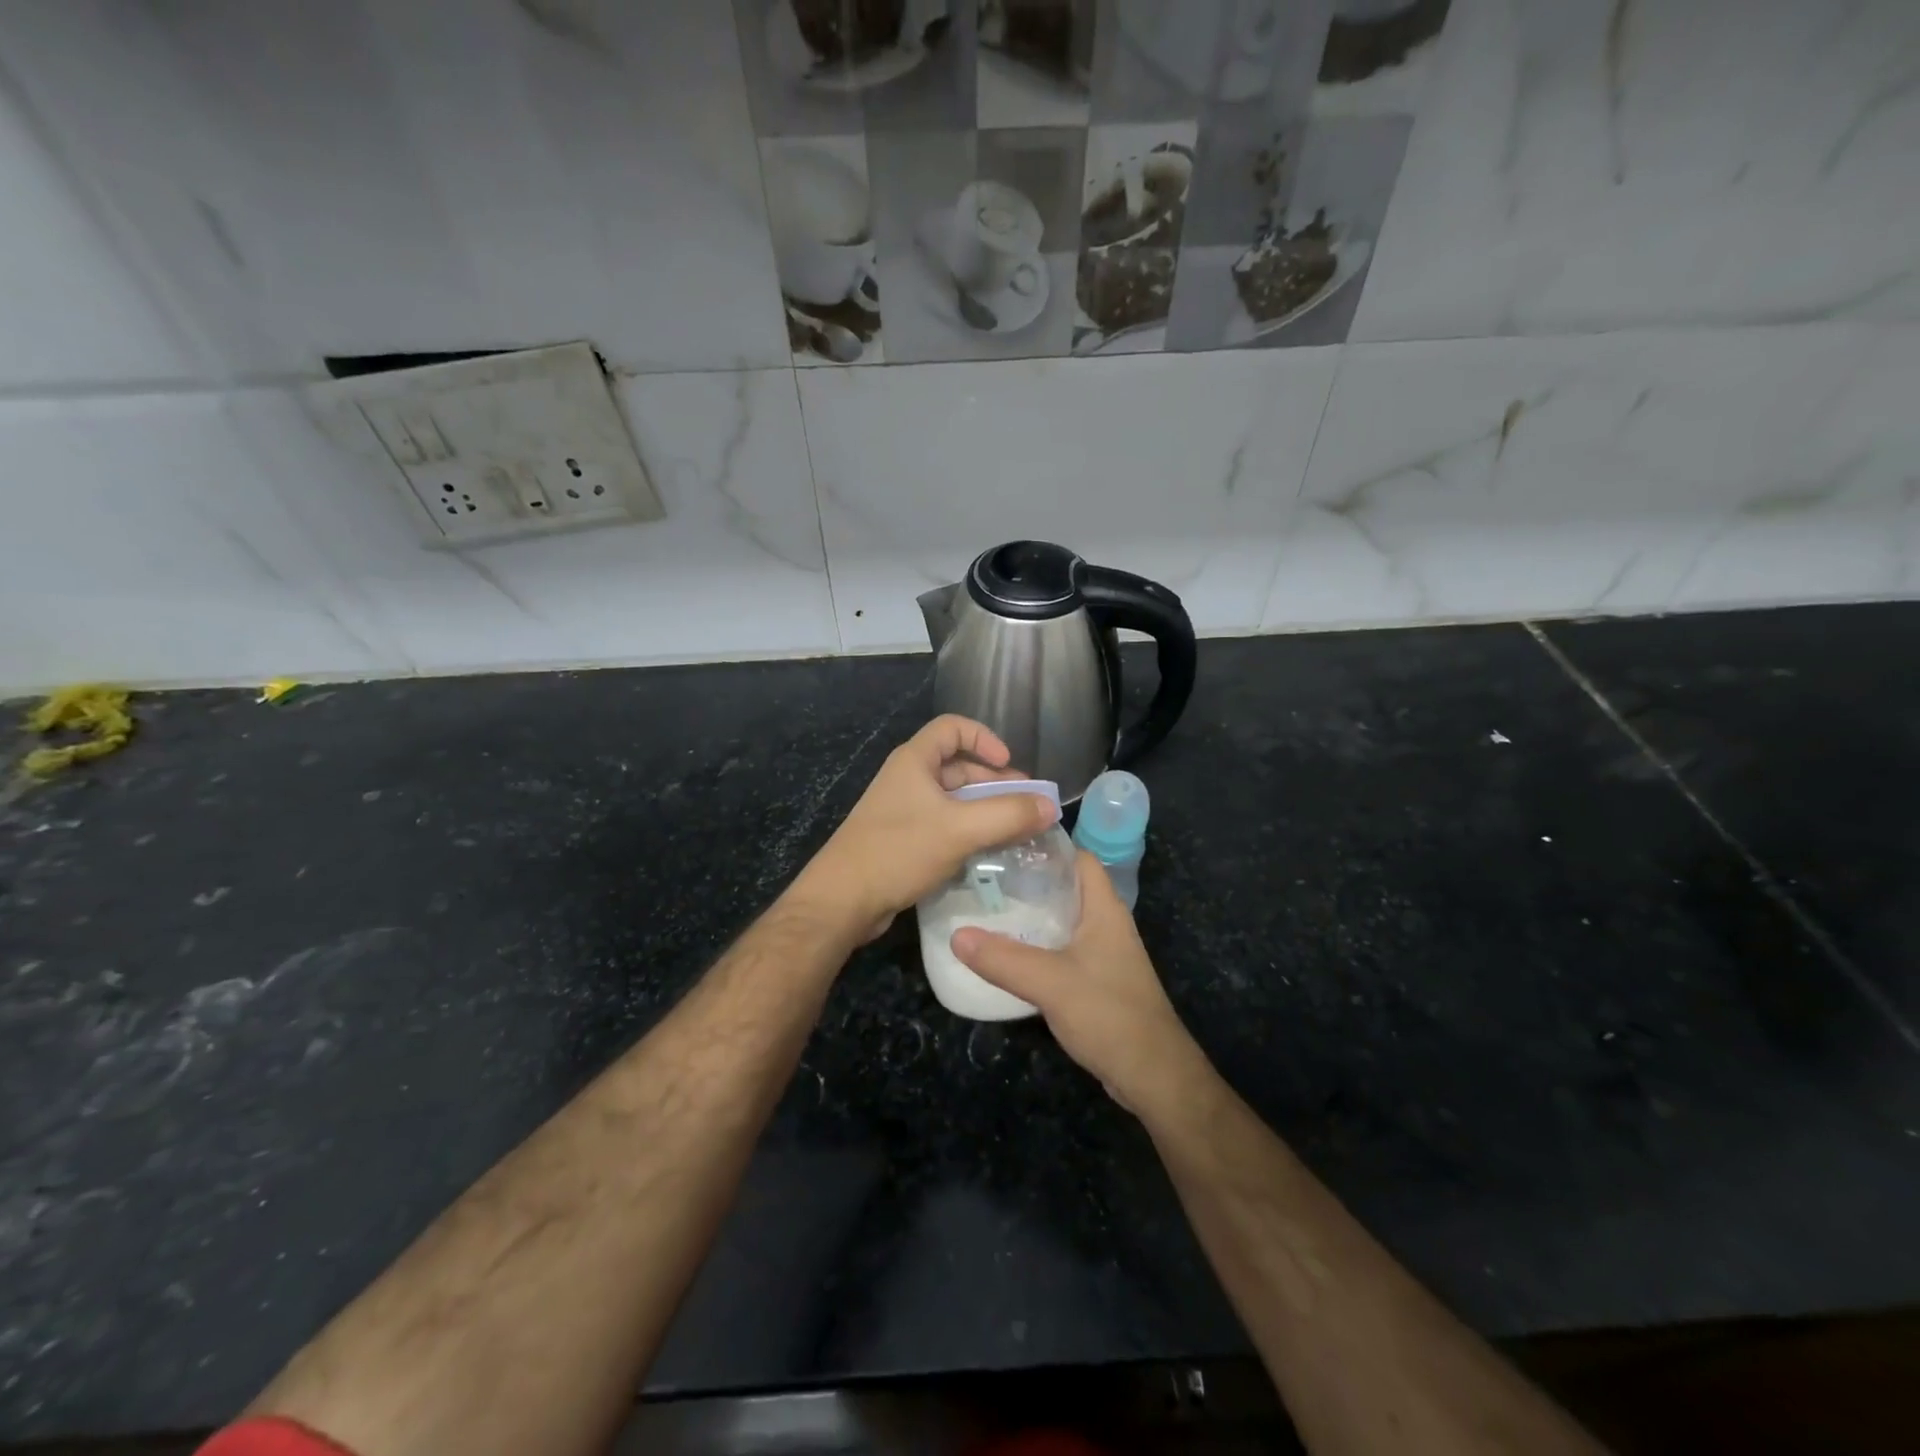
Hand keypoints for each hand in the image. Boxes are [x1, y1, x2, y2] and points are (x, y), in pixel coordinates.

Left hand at [788, 715, 1057, 942]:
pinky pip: (944, 825)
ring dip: (985, 810)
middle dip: (994, 781)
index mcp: (915, 761)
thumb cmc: (899, 851)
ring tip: (1016, 832)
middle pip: (958, 766)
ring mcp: (904, 811)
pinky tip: (989, 853)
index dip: (985, 738)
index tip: (1010, 763)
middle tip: (1026, 806)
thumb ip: (1008, 815)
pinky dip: (969, 832)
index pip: (953, 727)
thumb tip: (1050, 807)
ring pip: (954, 800)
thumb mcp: (960, 830)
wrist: (843, 900)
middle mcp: (908, 779)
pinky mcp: (903, 840)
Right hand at [951, 853, 1213, 1120]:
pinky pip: (1060, 949)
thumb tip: (956, 935)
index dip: (1045, 845)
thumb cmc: (1109, 1014)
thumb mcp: (1050, 982)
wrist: (1153, 1075)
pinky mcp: (1095, 980)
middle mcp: (1105, 924)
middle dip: (1027, 880)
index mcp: (1104, 909)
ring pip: (1061, 920)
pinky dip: (1035, 945)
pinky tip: (1006, 953)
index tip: (1002, 844)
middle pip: (1065, 887)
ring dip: (1029, 914)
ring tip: (986, 909)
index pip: (1078, 857)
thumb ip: (1003, 959)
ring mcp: (1102, 953)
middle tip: (983, 877)